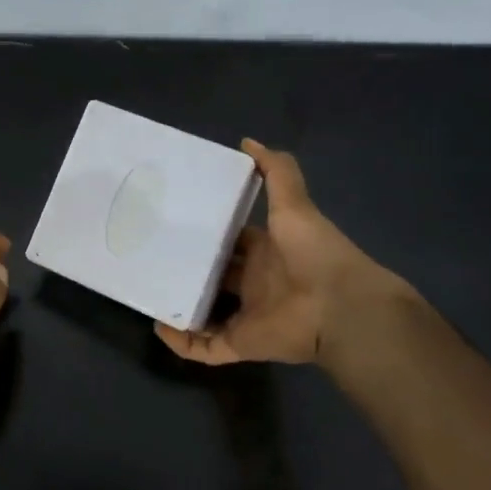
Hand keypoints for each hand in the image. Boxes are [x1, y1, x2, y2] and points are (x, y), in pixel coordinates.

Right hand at [155, 140, 412, 366]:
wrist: (341, 306)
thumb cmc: (314, 252)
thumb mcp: (294, 203)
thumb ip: (276, 171)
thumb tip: (248, 142)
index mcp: (265, 250)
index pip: (231, 240)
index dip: (208, 232)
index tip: (176, 222)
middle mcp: (254, 282)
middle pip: (214, 276)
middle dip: (188, 268)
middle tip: (152, 256)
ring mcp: (247, 315)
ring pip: (206, 313)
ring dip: (180, 306)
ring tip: (149, 293)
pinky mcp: (241, 343)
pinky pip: (206, 347)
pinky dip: (182, 343)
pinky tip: (159, 328)